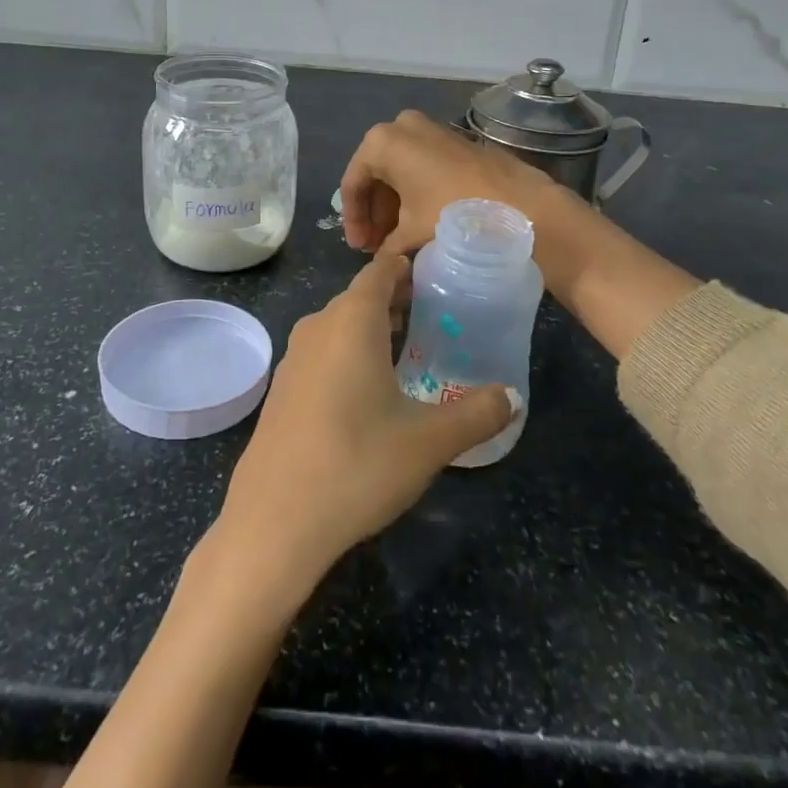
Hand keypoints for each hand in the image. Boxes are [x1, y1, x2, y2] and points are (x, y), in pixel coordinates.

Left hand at [216, 253, 518, 597]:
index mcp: (352, 321)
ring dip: (371, 329)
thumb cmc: (358, 464)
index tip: (436, 272)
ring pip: (338, 326)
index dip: (407, 266)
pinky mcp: (281, 391)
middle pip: (359, 297)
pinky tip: (367, 391)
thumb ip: (477, 413)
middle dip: (395, 299)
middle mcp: (318, 327)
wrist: (274, 522)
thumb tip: (513, 397)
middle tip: (434, 312)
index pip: (380, 271)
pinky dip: (348, 354)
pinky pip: (322, 354)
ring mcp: (293, 359)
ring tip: (408, 348)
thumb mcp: (430, 441)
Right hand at [341, 110, 562, 255]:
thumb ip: (387, 247)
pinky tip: (420, 222)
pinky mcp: (453, 139)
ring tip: (398, 241)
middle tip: (377, 247)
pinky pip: (421, 166)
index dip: (353, 220)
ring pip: (400, 170)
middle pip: (376, 175)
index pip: (353, 184)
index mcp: (381, 142)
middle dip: (375, 213)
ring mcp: (430, 129)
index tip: (360, 250)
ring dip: (394, 205)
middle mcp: (402, 126)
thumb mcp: (411, 233)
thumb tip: (383, 262)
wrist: (519, 203)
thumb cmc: (453, 213)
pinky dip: (415, 192)